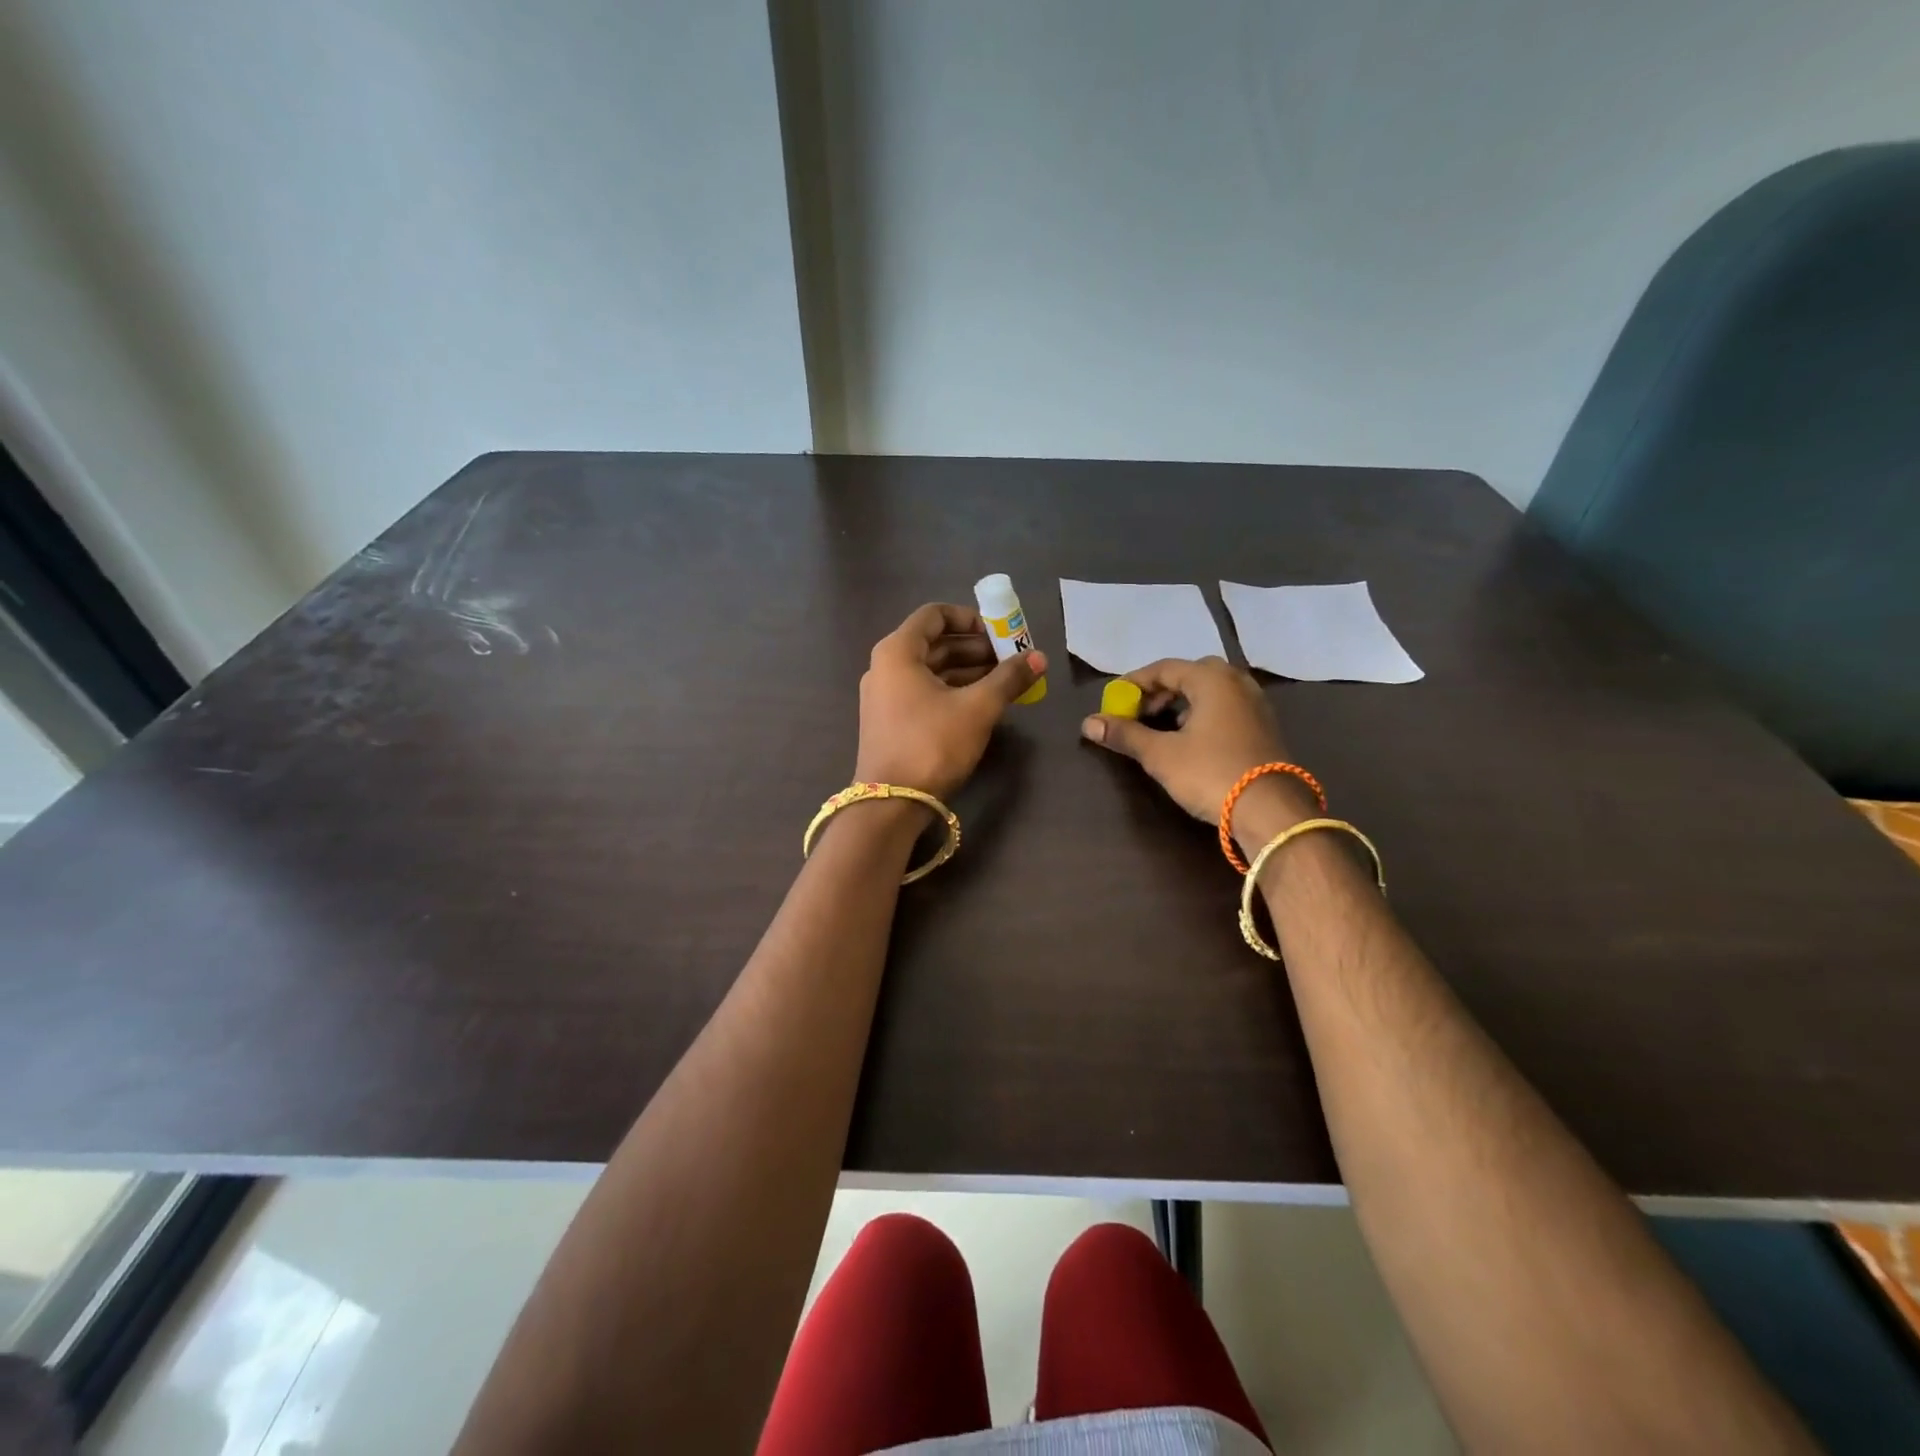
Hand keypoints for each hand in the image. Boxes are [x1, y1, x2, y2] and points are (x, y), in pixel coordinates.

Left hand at [854, 604, 1045, 799]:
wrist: (891, 803)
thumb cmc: (932, 744)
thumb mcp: (977, 708)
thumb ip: (1009, 679)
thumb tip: (1039, 658)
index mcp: (898, 651)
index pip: (934, 615)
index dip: (970, 618)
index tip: (1000, 632)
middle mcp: (886, 667)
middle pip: (935, 643)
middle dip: (976, 647)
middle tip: (1011, 658)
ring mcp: (885, 696)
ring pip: (932, 670)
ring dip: (968, 670)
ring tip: (1006, 680)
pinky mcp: (891, 721)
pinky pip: (926, 692)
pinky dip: (954, 690)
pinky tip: (983, 702)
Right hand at [1081, 657, 1312, 837]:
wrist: (1271, 811)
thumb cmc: (1211, 773)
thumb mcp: (1160, 755)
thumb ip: (1125, 734)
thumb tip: (1088, 722)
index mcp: (1212, 679)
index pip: (1163, 668)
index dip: (1134, 683)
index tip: (1113, 701)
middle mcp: (1237, 682)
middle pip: (1189, 675)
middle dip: (1160, 691)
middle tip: (1139, 713)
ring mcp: (1256, 704)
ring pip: (1210, 692)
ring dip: (1182, 703)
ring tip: (1161, 728)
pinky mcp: (1264, 727)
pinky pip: (1226, 708)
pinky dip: (1203, 715)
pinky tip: (1191, 741)